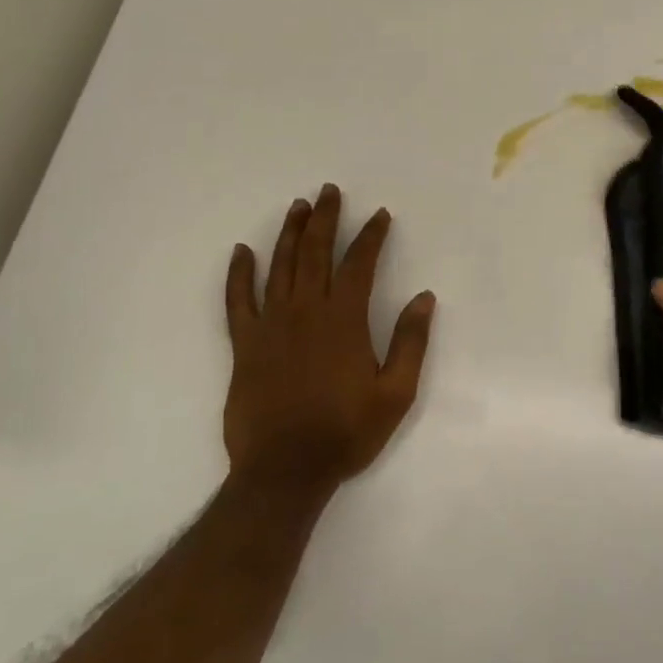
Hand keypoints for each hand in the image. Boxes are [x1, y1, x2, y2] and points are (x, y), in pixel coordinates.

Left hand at [224, 184, 435, 493]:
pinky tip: (242, 251)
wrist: (284, 471)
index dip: (371, 236)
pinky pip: (238, 300)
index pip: (360, 264)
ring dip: (290, 233)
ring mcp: (271, 325)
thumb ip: (411, 342)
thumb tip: (424, 297)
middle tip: (329, 191)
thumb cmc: (346, 432)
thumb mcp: (396, 393)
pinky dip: (239, 273)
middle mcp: (306, 311)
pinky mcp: (244, 344)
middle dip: (326, 219)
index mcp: (344, 320)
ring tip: (298, 207)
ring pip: (280, 266)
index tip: (380, 215)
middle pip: (316, 253)